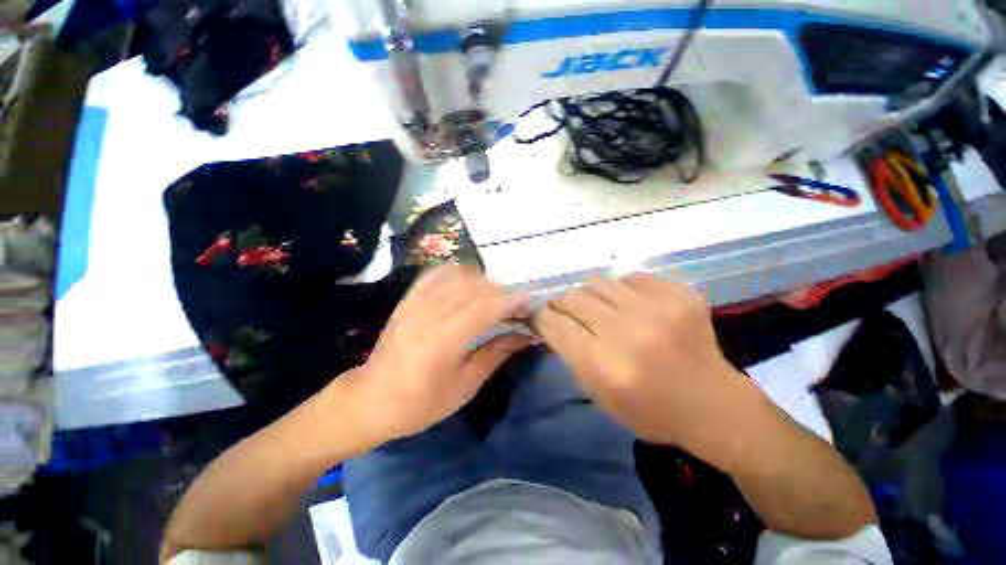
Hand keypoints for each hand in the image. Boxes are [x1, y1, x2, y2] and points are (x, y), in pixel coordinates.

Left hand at [344, 265, 533, 443]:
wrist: (371, 399)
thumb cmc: (421, 403)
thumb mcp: (465, 386)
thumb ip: (496, 354)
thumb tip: (526, 337)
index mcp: (445, 340)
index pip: (486, 307)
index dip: (511, 301)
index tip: (529, 303)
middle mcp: (430, 314)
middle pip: (475, 287)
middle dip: (502, 291)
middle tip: (515, 305)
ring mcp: (416, 303)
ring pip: (458, 276)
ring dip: (483, 281)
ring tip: (494, 295)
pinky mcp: (408, 300)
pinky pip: (435, 274)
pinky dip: (457, 272)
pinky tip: (467, 281)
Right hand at [532, 273, 757, 470]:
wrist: (713, 405)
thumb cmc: (649, 410)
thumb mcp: (599, 394)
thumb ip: (570, 354)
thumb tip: (550, 322)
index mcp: (604, 365)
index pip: (555, 325)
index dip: (541, 316)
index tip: (539, 314)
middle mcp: (627, 332)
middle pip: (573, 298)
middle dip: (562, 303)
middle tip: (566, 310)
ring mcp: (656, 308)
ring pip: (598, 283)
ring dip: (590, 295)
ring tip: (599, 307)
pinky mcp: (679, 295)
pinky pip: (630, 278)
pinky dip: (622, 290)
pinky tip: (631, 305)